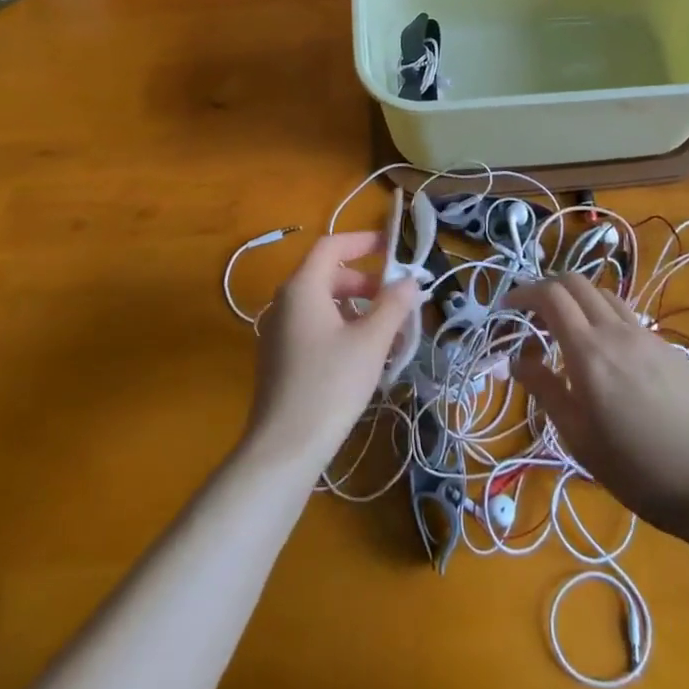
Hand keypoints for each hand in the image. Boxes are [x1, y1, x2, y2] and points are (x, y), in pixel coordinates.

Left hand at [245, 231, 419, 473]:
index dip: (363, 241)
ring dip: (356, 308)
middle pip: (328, 274)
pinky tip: (364, 356)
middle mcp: (285, 302)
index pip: (331, 245)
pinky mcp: (279, 358)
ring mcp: (278, 331)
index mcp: (302, 287)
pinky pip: (313, 326)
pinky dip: (340, 327)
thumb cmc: (330, 384)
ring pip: (322, 303)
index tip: (393, 248)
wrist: (284, 447)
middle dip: (365, 281)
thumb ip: (393, 305)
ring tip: (387, 331)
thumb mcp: (371, 342)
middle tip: (396, 298)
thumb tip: (410, 281)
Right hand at [511, 274, 688, 541]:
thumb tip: (518, 361)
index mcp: (589, 352)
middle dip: (547, 288)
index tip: (506, 306)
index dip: (523, 293)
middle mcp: (616, 331)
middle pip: (576, 282)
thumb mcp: (580, 439)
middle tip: (531, 314)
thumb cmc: (639, 470)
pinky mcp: (669, 348)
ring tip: (566, 328)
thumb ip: (546, 391)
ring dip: (577, 298)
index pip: (550, 296)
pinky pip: (627, 316)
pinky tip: (606, 352)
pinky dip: (604, 316)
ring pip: (604, 294)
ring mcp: (647, 336)